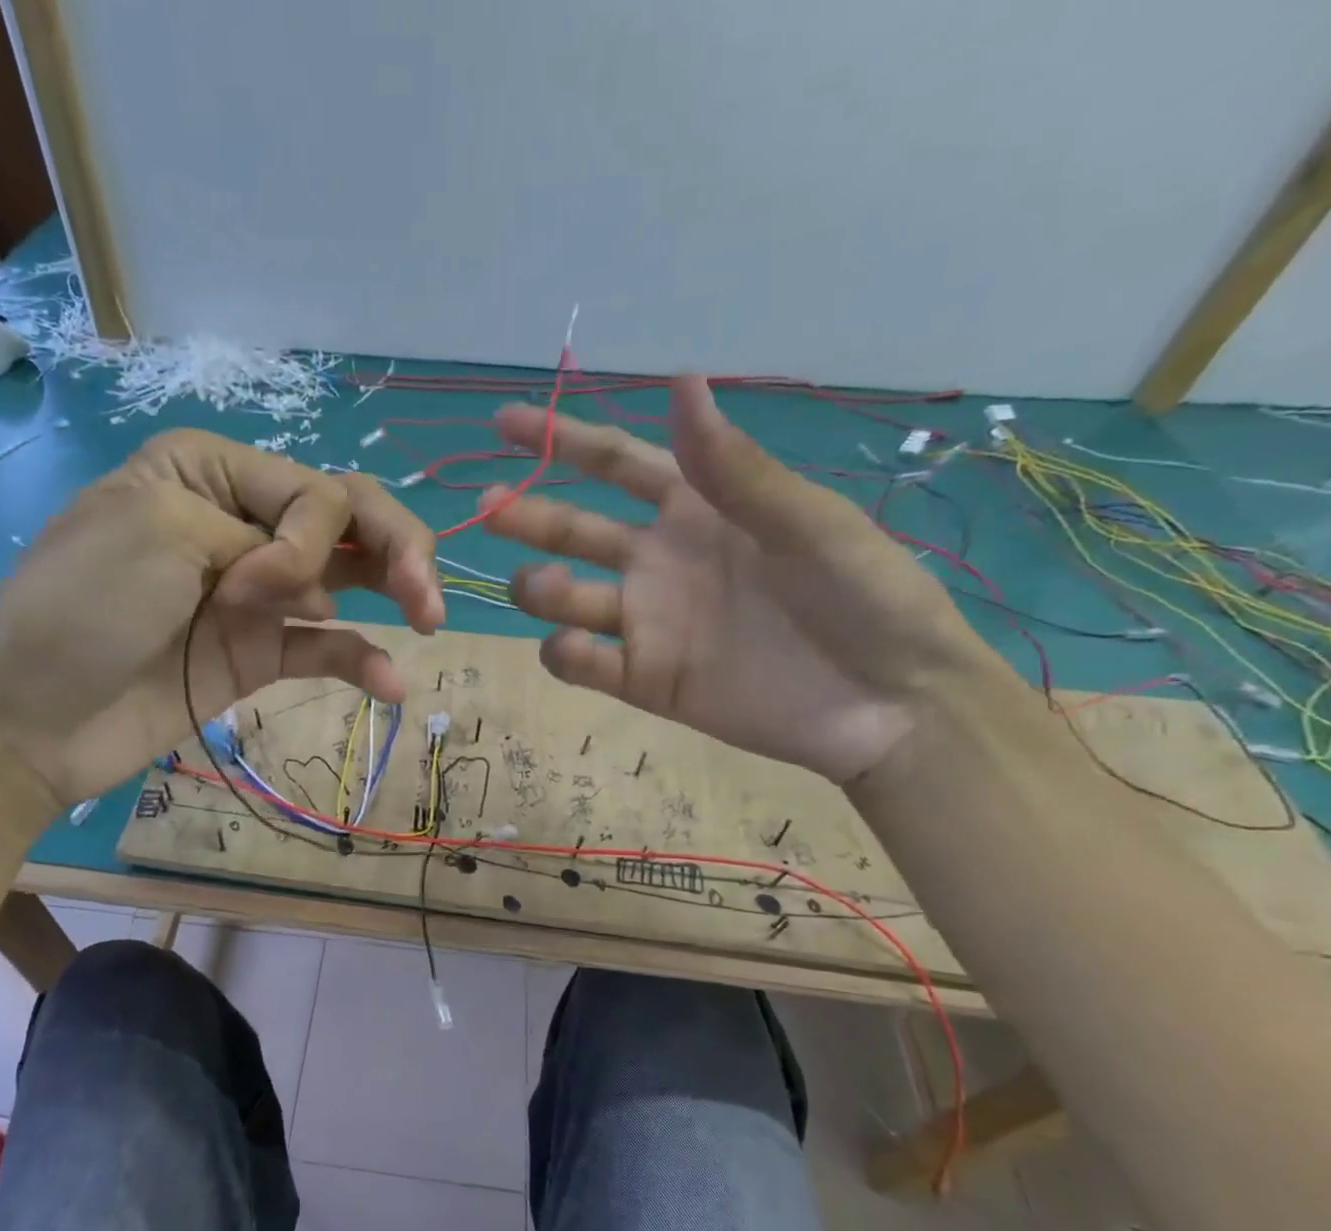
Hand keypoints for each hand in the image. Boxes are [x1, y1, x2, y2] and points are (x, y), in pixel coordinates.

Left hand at [0, 429, 443, 806]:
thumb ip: (260, 533)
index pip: (310, 486)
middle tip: (427, 598)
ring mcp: (253, 595)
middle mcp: (240, 524)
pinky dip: (362, 661)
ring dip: (396, 593)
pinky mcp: (258, 656)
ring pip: (348, 579)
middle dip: (395, 548)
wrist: (29, 719)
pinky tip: (390, 685)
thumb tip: (318, 588)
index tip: (258, 587)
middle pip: (345, 521)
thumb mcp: (162, 528)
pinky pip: (326, 648)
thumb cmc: (82, 607)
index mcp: (209, 471)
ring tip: (428, 622)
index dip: (311, 534)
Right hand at [483, 377, 996, 782]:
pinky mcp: (646, 681)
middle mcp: (658, 562)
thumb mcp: (806, 522)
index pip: (615, 465)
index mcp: (697, 510)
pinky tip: (569, 649)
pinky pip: (588, 666)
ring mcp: (648, 624)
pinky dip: (566, 657)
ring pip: (567, 600)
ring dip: (541, 589)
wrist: (889, 705)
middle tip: (488, 508)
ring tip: (542, 587)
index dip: (562, 441)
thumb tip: (680, 379)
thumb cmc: (865, 597)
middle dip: (527, 517)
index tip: (502, 423)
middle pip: (574, 532)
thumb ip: (733, 467)